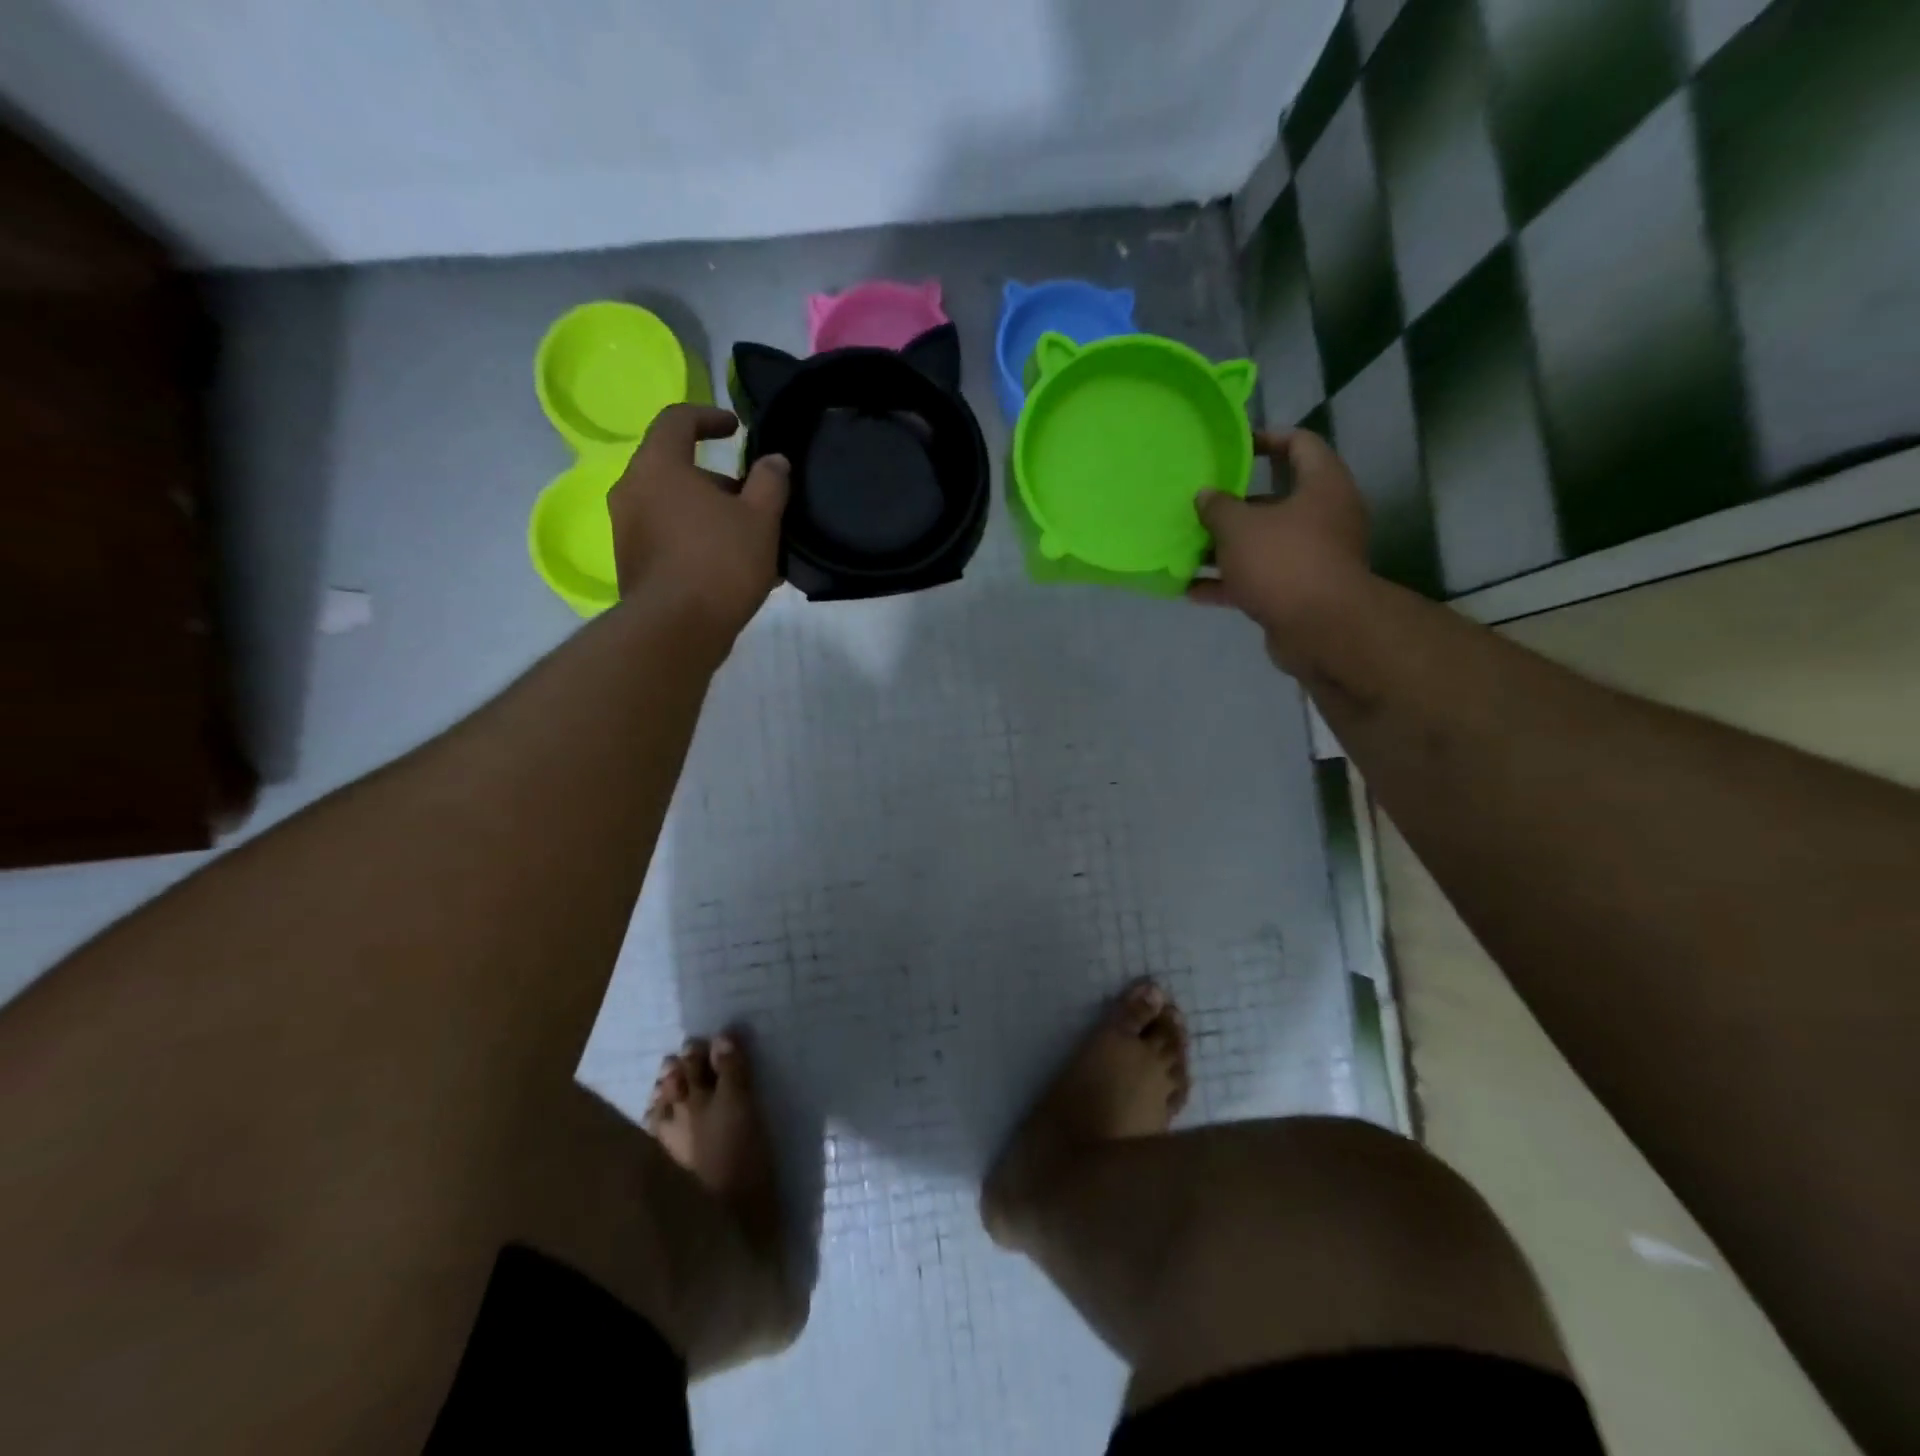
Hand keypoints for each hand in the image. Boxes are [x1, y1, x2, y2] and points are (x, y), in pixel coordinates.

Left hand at [608, 404, 789, 642]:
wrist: (676, 630)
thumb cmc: (720, 563)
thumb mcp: (761, 518)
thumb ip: (770, 482)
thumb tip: (773, 461)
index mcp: (658, 466)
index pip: (677, 420)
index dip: (709, 416)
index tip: (736, 428)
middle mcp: (631, 490)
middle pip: (675, 467)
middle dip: (718, 480)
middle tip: (752, 499)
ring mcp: (626, 529)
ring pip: (673, 506)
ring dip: (709, 514)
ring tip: (748, 540)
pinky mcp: (631, 564)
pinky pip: (667, 537)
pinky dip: (696, 539)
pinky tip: (729, 567)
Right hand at [1191, 430, 1371, 673]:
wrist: (1321, 629)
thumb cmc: (1284, 561)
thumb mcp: (1239, 527)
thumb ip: (1217, 507)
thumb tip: (1206, 496)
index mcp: (1322, 485)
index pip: (1300, 444)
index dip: (1267, 439)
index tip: (1234, 447)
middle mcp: (1324, 517)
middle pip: (1276, 500)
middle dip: (1234, 505)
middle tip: (1199, 504)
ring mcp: (1312, 557)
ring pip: (1263, 543)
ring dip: (1226, 548)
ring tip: (1186, 548)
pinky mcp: (1299, 592)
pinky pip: (1258, 579)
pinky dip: (1229, 583)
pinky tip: (1191, 590)